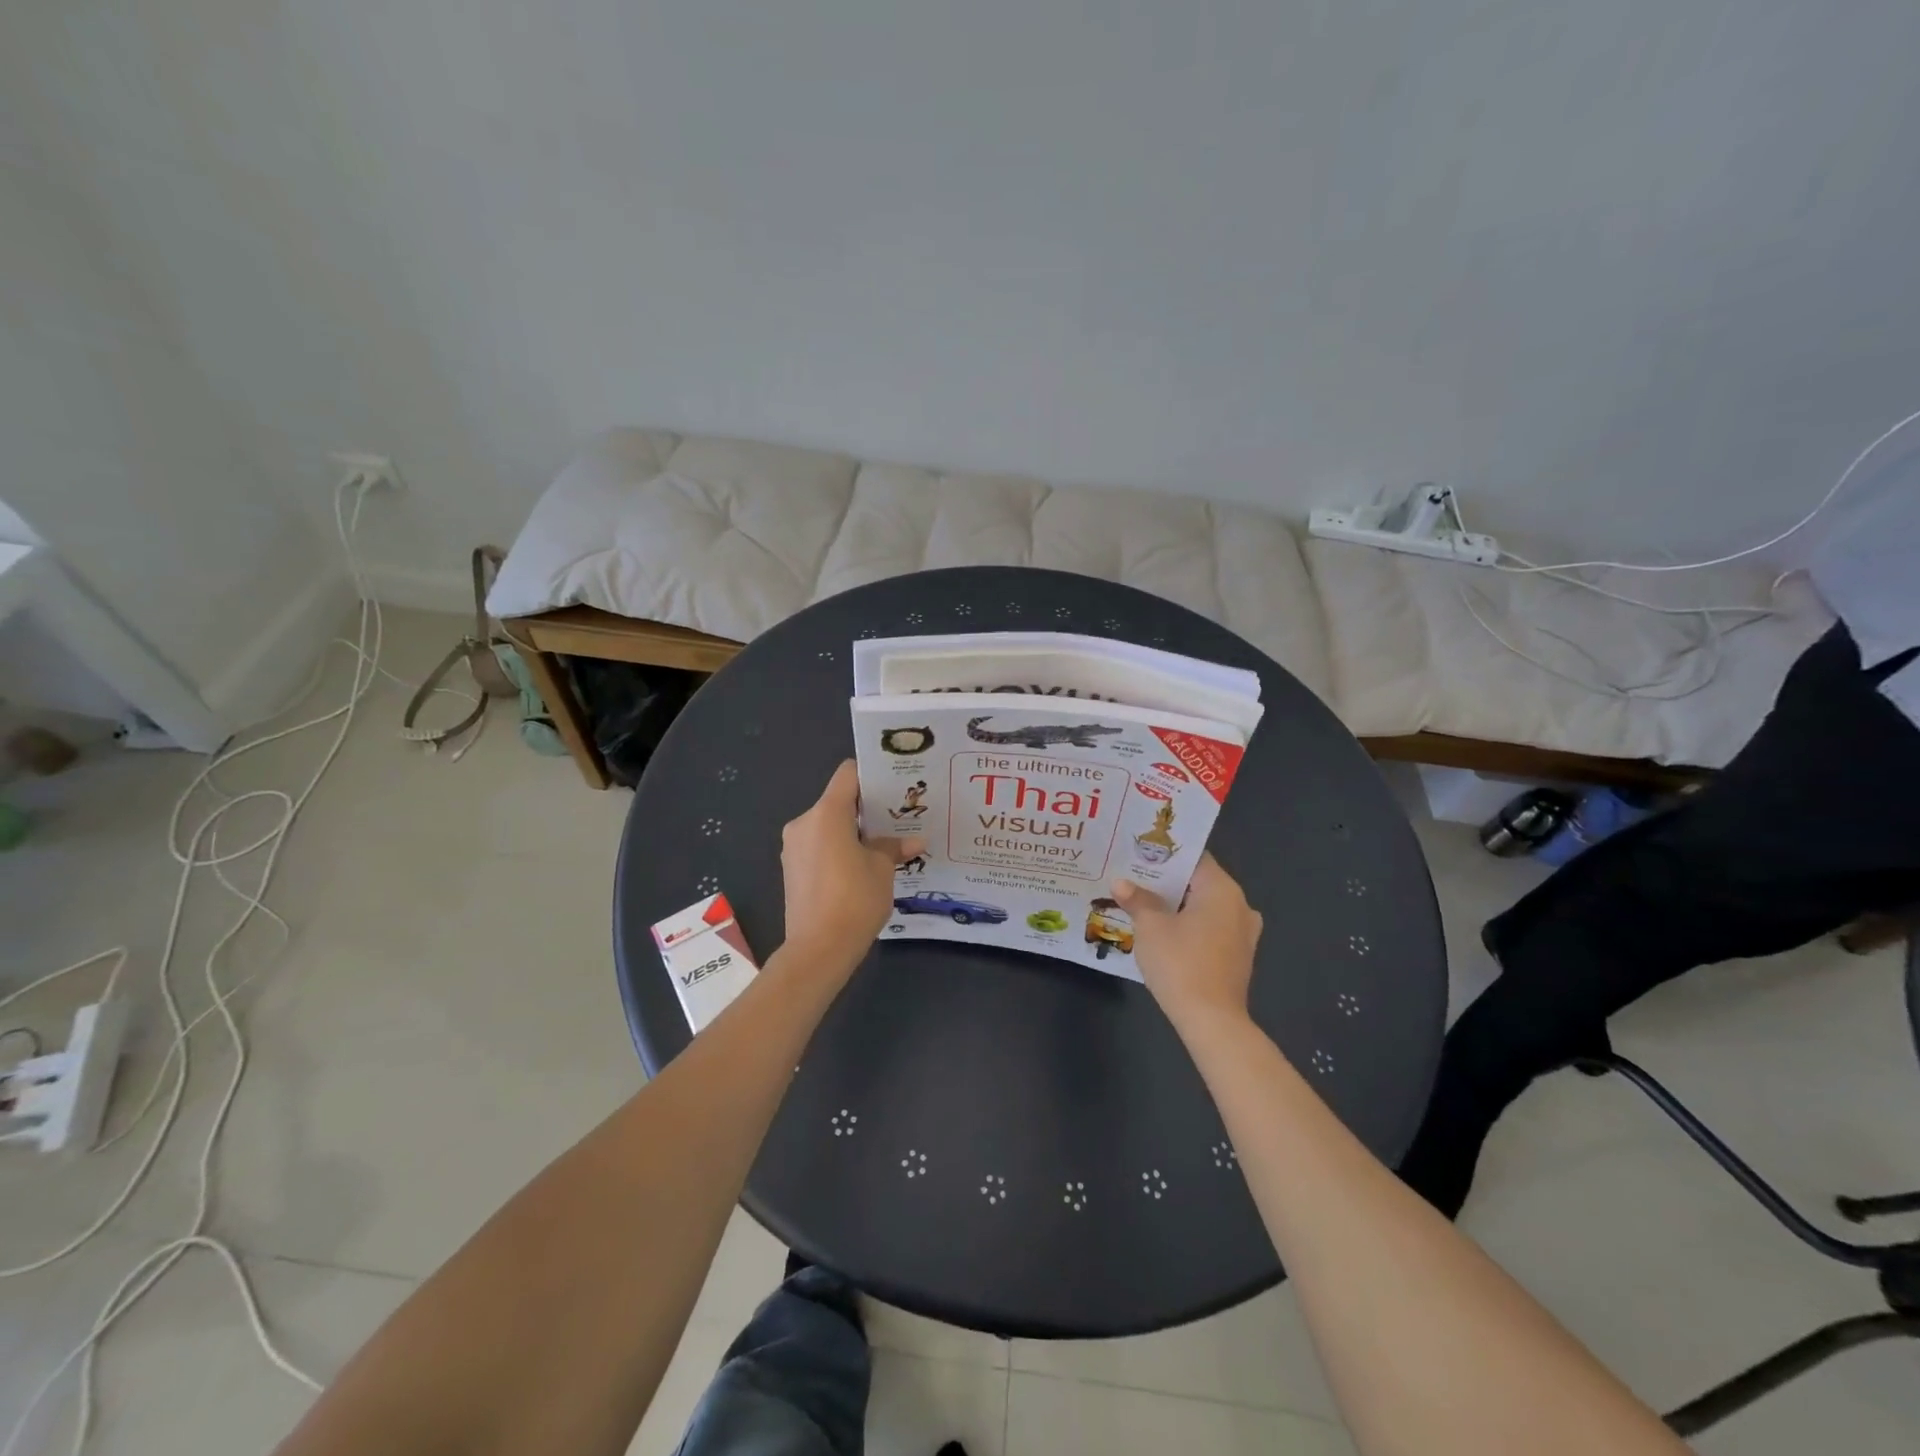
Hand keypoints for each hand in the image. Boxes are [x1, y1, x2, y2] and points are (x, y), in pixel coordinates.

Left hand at [780, 761, 922, 973]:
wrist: (818, 949)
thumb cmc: (854, 900)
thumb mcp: (882, 870)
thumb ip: (893, 847)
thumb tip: (914, 841)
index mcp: (827, 813)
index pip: (848, 774)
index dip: (871, 775)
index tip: (893, 786)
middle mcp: (804, 822)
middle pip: (838, 801)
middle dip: (866, 809)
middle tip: (896, 819)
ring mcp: (793, 846)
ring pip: (827, 825)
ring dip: (851, 832)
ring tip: (880, 847)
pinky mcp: (791, 868)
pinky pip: (818, 846)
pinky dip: (837, 849)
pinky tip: (859, 868)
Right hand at [1114, 854, 1262, 1031]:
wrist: (1212, 1021)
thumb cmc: (1181, 963)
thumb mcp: (1150, 927)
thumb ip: (1137, 900)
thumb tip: (1120, 883)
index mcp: (1222, 889)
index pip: (1194, 858)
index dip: (1165, 854)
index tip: (1139, 852)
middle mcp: (1240, 905)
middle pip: (1199, 882)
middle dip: (1167, 881)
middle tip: (1133, 877)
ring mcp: (1243, 933)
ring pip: (1205, 907)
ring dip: (1178, 906)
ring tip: (1143, 903)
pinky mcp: (1238, 957)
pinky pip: (1211, 929)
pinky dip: (1190, 926)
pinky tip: (1164, 933)